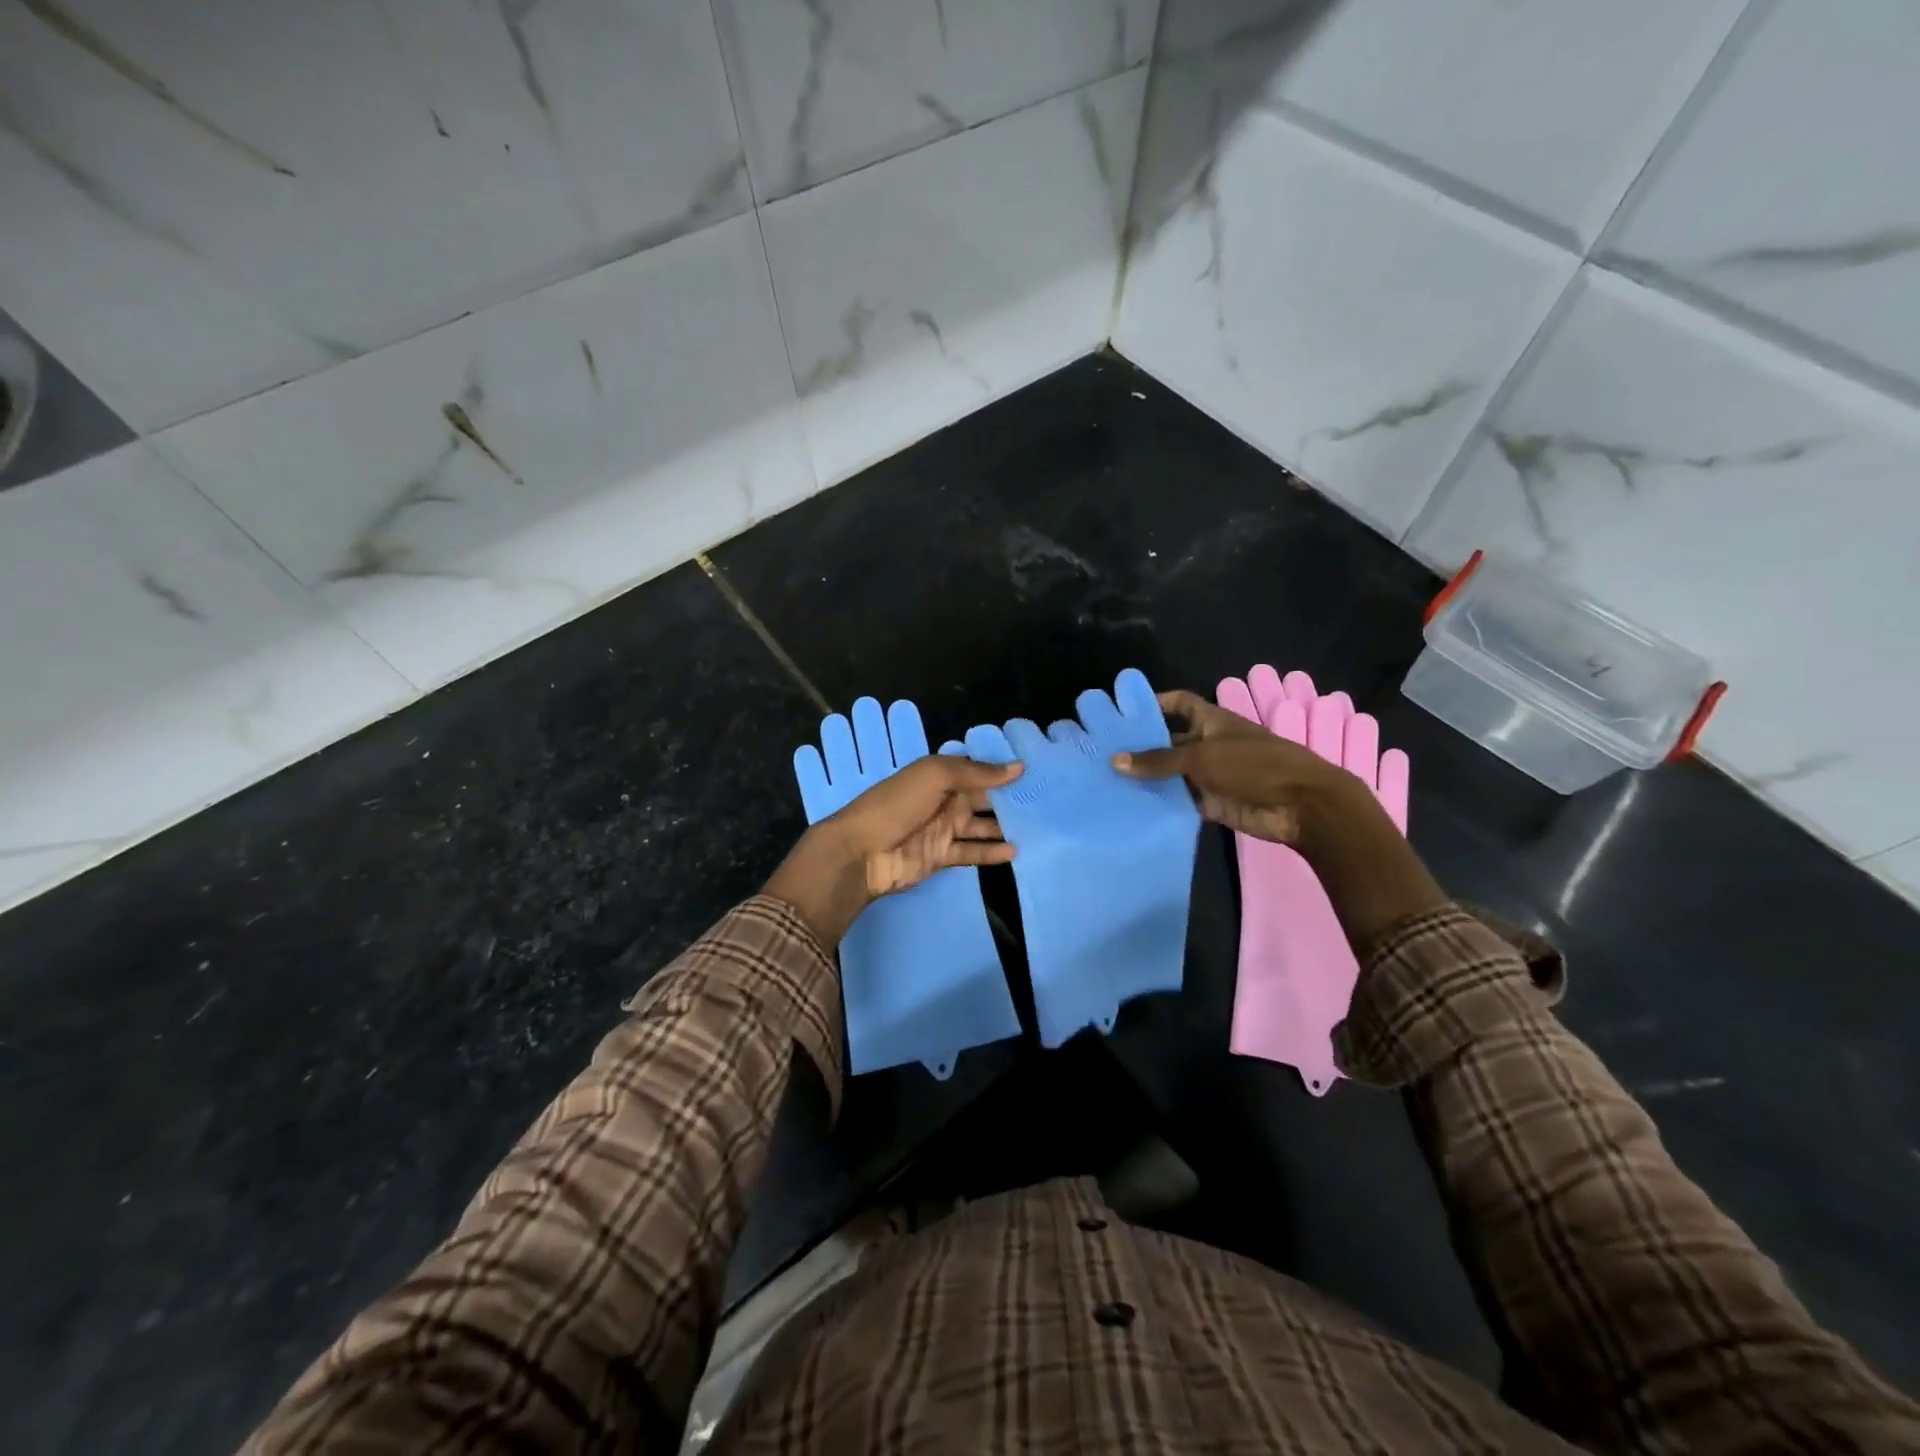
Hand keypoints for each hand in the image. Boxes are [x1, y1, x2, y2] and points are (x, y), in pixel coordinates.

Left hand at [765, 755, 1021, 947]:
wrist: (861, 852)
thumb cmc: (896, 804)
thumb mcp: (935, 776)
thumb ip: (977, 772)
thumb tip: (1018, 767)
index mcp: (939, 775)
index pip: (976, 769)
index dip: (1001, 769)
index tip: (1035, 770)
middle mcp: (944, 800)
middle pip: (982, 798)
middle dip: (1009, 798)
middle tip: (1046, 800)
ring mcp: (943, 829)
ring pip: (981, 826)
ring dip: (1004, 826)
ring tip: (1038, 826)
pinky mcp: (942, 856)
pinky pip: (972, 852)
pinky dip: (992, 852)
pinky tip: (1015, 850)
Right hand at [1115, 689, 1443, 954]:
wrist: (1302, 806)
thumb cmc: (1255, 766)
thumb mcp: (1203, 757)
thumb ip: (1159, 761)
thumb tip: (1116, 760)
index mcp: (1212, 721)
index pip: (1179, 704)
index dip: (1155, 703)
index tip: (1124, 711)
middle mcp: (1210, 745)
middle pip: (1170, 741)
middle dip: (1143, 746)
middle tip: (1103, 752)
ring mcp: (1212, 775)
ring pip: (1173, 774)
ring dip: (1149, 778)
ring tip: (1109, 782)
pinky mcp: (1213, 803)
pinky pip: (1181, 801)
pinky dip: (1163, 803)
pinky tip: (1133, 807)